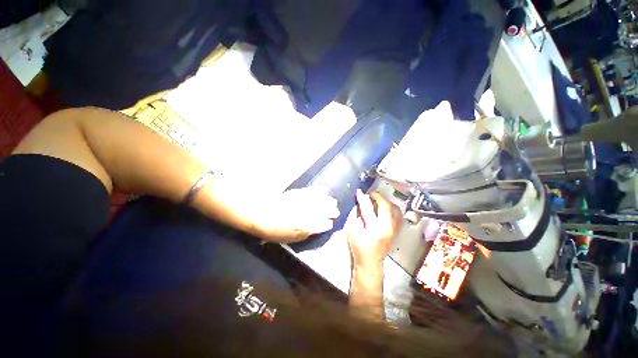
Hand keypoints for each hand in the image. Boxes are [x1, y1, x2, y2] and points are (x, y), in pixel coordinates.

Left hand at [253, 187, 338, 242]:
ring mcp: (303, 201)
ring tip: (333, 201)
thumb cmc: (274, 229)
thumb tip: (318, 228)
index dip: (327, 224)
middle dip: (331, 210)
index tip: (332, 223)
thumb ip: (306, 233)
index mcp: (306, 225)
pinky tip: (322, 190)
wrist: (261, 213)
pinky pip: (311, 191)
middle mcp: (307, 212)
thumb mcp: (290, 237)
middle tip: (337, 211)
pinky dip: (318, 191)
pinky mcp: (298, 193)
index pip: (321, 224)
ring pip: (319, 200)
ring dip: (327, 201)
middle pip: (323, 210)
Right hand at [346, 189, 402, 269]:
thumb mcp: (354, 230)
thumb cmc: (360, 247)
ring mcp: (395, 229)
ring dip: (386, 202)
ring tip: (378, 200)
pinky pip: (398, 215)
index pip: (372, 208)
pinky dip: (392, 208)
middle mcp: (389, 227)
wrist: (371, 262)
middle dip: (379, 197)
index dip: (367, 198)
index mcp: (377, 228)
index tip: (362, 192)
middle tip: (371, 195)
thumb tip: (361, 203)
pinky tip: (385, 207)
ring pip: (396, 210)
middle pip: (388, 206)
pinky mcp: (397, 231)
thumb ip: (358, 215)